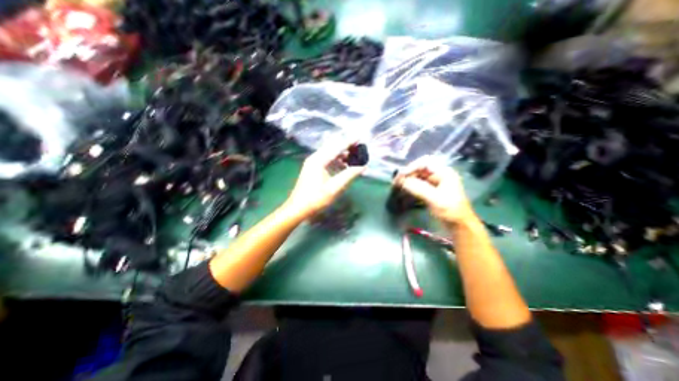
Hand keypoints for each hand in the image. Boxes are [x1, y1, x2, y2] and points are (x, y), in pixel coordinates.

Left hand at [284, 140, 366, 217]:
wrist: (298, 208)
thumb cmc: (316, 198)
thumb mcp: (335, 187)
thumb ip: (350, 174)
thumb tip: (364, 165)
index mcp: (319, 160)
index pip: (337, 147)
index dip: (349, 142)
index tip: (360, 137)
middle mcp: (315, 158)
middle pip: (333, 148)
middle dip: (347, 147)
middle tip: (359, 149)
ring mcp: (313, 163)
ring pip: (330, 154)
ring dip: (343, 156)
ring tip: (355, 159)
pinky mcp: (313, 169)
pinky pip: (327, 161)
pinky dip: (337, 162)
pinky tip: (345, 167)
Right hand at [396, 157, 473, 225]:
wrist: (459, 226)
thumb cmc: (451, 211)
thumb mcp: (435, 199)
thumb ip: (418, 188)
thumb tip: (402, 181)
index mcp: (444, 172)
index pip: (425, 162)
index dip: (411, 167)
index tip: (401, 176)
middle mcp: (438, 175)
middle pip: (419, 169)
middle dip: (407, 174)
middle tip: (396, 182)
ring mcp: (434, 183)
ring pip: (417, 177)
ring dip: (407, 181)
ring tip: (397, 187)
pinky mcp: (430, 191)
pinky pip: (417, 186)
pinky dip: (409, 187)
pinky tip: (403, 192)